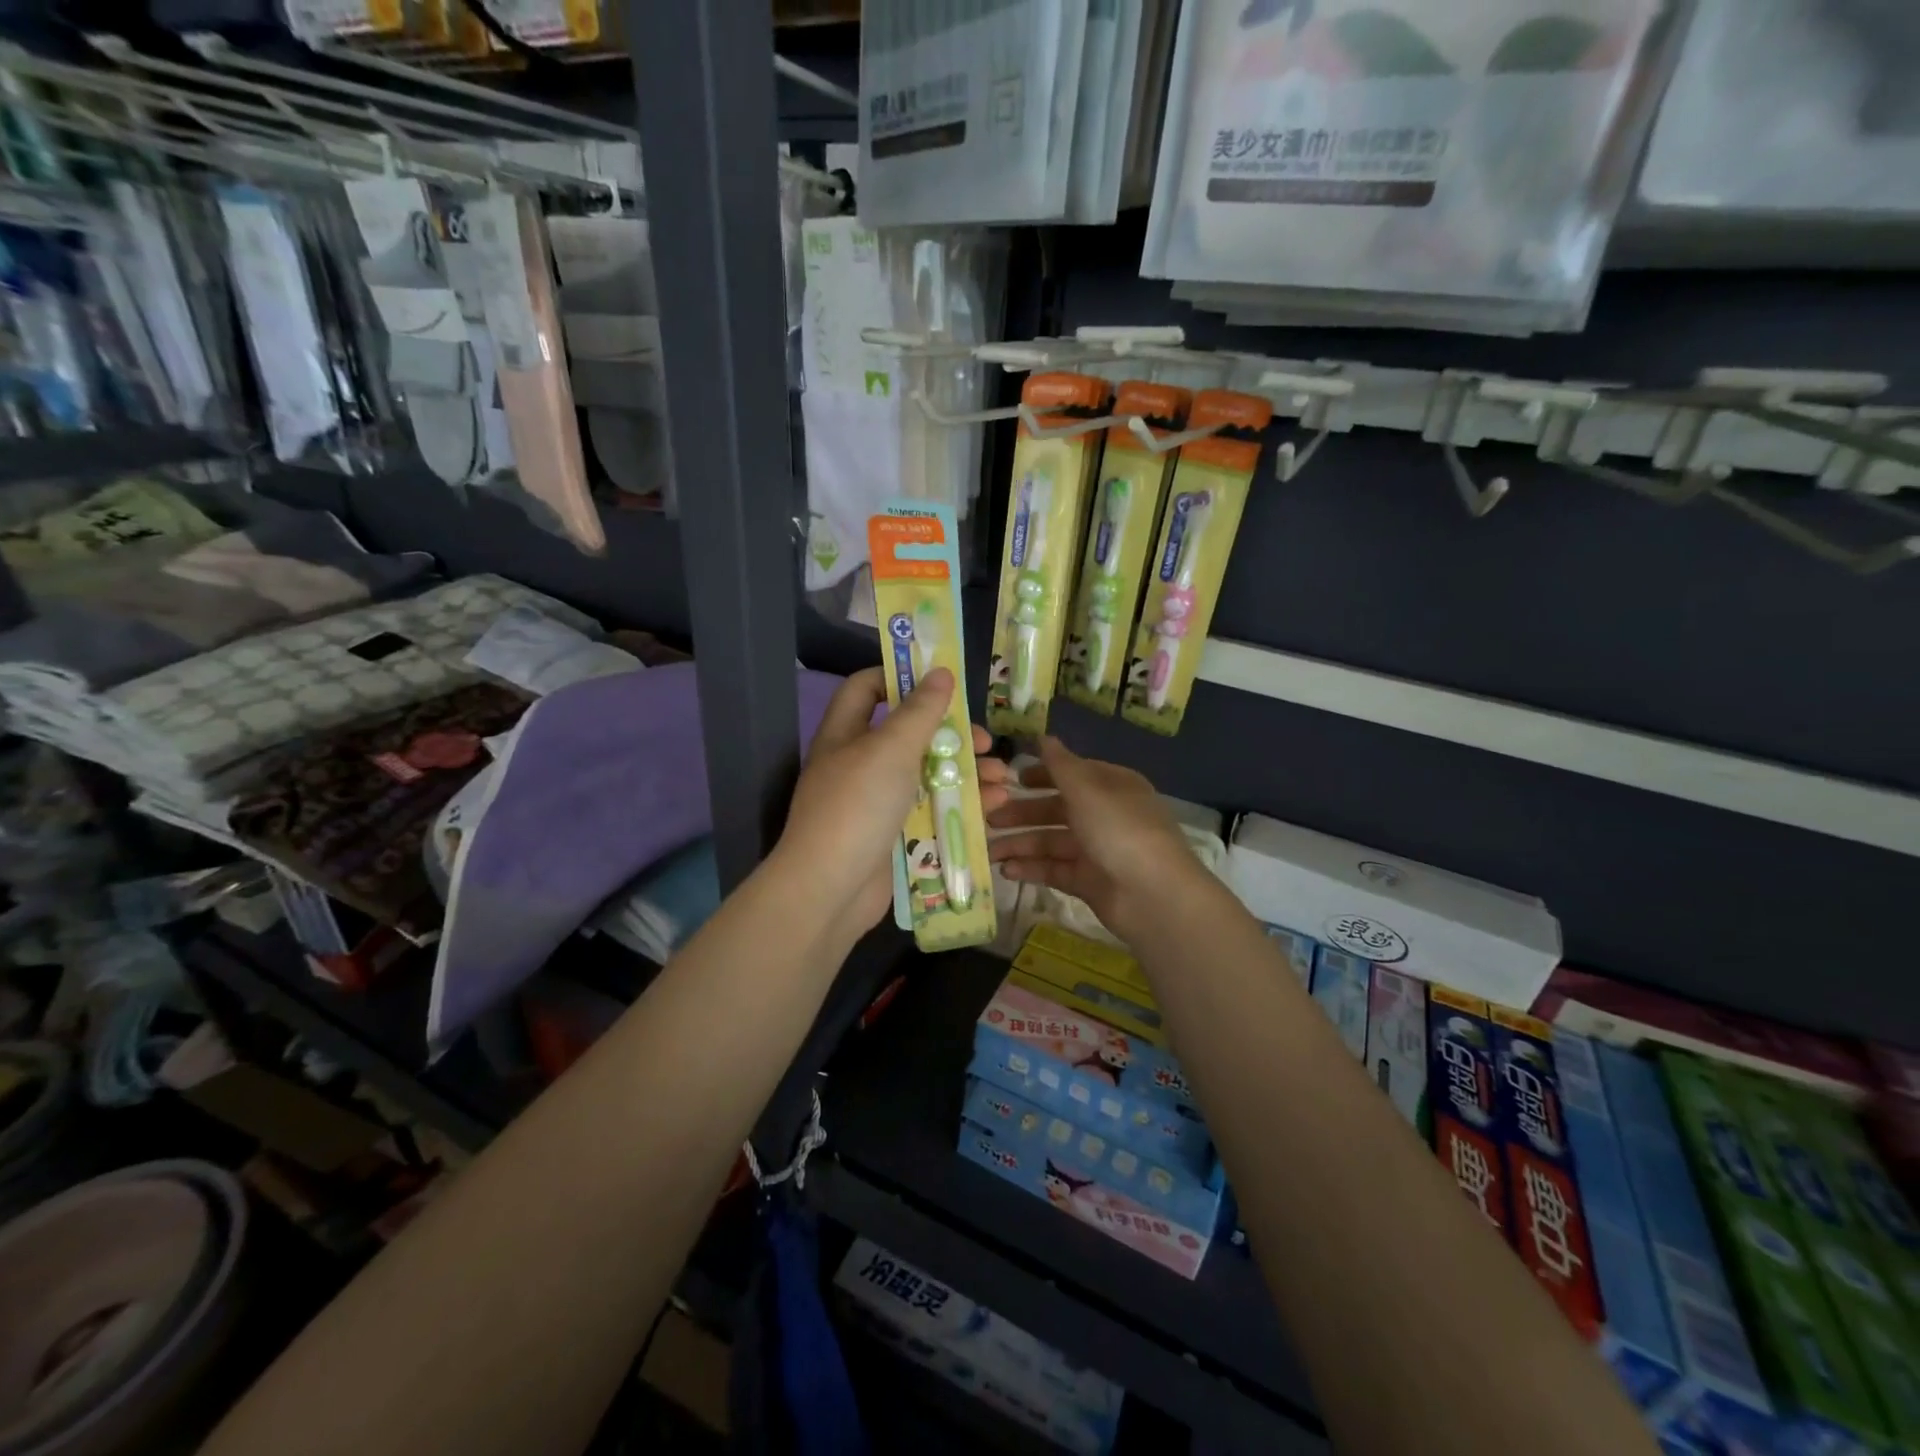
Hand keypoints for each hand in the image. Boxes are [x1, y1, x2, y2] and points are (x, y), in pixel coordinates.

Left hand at [776, 666, 1009, 934]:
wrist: (830, 890)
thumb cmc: (857, 805)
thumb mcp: (891, 749)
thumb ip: (920, 711)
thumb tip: (940, 671)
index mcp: (846, 733)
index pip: (867, 687)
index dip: (900, 677)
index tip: (941, 682)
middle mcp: (860, 763)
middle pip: (910, 735)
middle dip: (953, 735)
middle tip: (987, 742)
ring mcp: (877, 803)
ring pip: (927, 776)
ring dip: (967, 774)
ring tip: (1005, 779)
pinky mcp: (894, 836)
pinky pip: (931, 812)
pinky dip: (961, 806)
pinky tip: (995, 807)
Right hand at [987, 736, 1207, 946]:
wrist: (1153, 895)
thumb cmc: (1119, 830)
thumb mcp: (1087, 790)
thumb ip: (1060, 765)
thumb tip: (1043, 736)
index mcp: (1112, 787)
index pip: (1073, 774)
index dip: (1042, 774)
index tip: (1011, 779)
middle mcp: (1105, 816)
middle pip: (1057, 810)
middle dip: (1023, 813)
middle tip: (989, 818)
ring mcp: (1097, 850)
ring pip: (1052, 842)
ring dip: (1021, 844)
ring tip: (989, 851)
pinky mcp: (1089, 882)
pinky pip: (1055, 870)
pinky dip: (1032, 868)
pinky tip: (1007, 870)